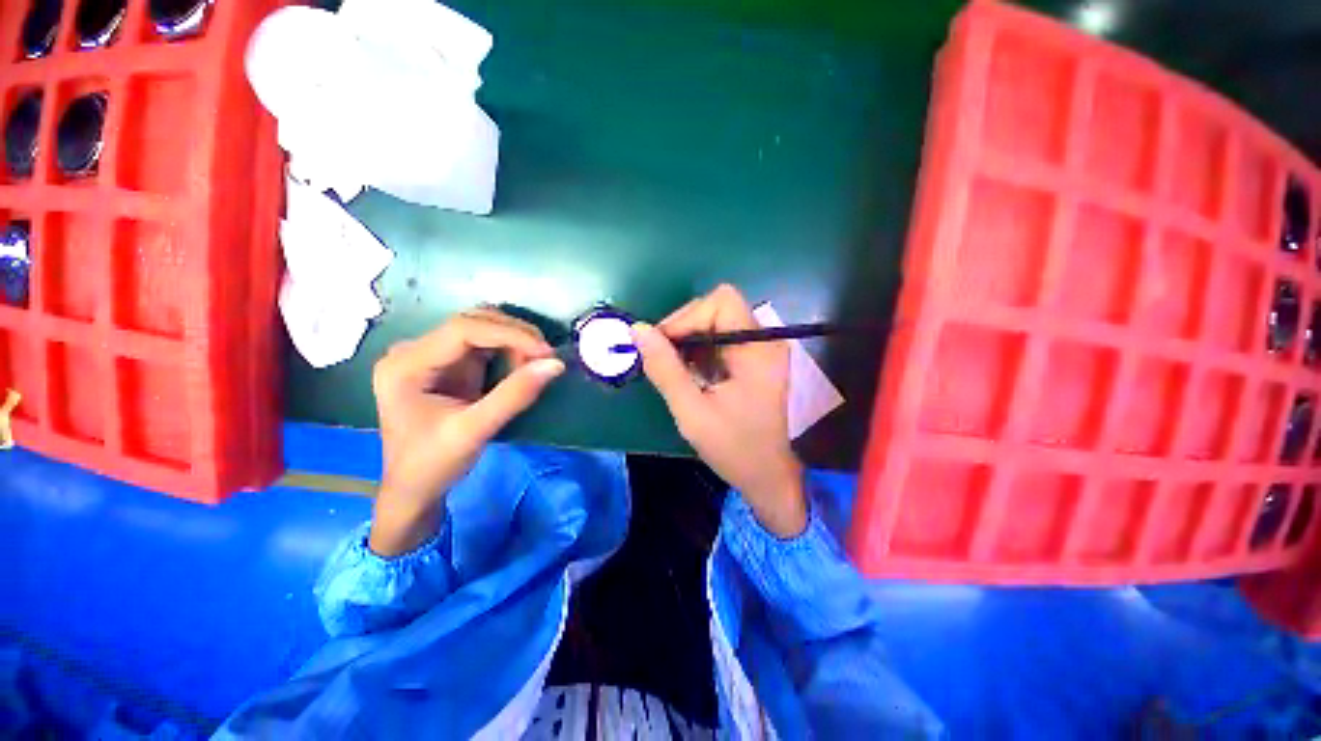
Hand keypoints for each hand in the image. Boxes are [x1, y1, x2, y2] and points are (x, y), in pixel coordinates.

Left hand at [370, 308, 564, 554]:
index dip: (509, 334)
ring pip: (481, 328)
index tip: (546, 351)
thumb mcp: (475, 431)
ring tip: (534, 365)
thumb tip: (555, 364)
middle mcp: (414, 351)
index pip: (463, 329)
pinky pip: (484, 345)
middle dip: (514, 335)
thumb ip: (515, 395)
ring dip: (514, 341)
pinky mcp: (448, 364)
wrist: (413, 489)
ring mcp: (431, 355)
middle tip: (545, 357)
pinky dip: (510, 351)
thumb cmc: (433, 464)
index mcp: (406, 364)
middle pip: (472, 322)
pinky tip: (522, 367)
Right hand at [632, 285, 806, 536]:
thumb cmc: (734, 448)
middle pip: (718, 308)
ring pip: (716, 323)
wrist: (767, 476)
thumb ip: (665, 369)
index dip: (687, 317)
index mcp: (757, 349)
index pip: (721, 302)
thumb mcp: (692, 411)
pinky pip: (720, 340)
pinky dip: (699, 351)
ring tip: (674, 369)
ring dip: (690, 341)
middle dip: (685, 328)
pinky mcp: (754, 360)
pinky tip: (690, 374)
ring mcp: (761, 350)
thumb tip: (637, 330)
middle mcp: (764, 341)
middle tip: (662, 357)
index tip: (661, 344)